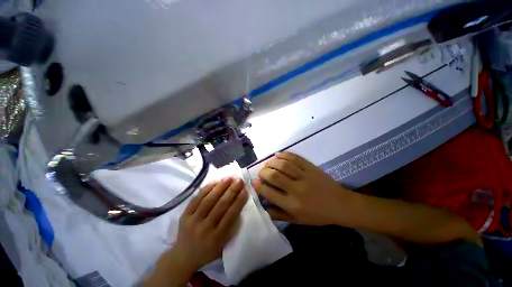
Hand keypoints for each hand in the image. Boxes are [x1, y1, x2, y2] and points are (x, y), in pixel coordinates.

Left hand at [171, 177, 247, 271]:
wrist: (182, 258)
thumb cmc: (207, 252)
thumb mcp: (223, 245)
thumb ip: (231, 226)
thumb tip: (238, 204)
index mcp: (217, 238)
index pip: (230, 215)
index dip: (239, 201)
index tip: (245, 190)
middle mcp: (205, 228)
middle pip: (220, 206)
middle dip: (231, 191)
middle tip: (239, 180)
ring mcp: (193, 221)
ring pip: (208, 200)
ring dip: (220, 187)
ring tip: (228, 178)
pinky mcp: (184, 216)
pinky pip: (196, 199)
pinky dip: (206, 189)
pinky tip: (214, 182)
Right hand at [253, 151, 355, 225]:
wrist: (340, 205)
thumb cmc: (318, 215)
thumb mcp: (298, 220)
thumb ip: (280, 214)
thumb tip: (264, 208)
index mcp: (293, 205)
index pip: (270, 193)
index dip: (259, 186)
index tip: (254, 181)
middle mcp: (297, 189)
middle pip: (275, 176)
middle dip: (264, 172)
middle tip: (261, 172)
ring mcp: (305, 176)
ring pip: (284, 165)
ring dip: (272, 162)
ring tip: (268, 163)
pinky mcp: (311, 167)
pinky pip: (295, 158)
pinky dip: (284, 154)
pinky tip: (278, 155)